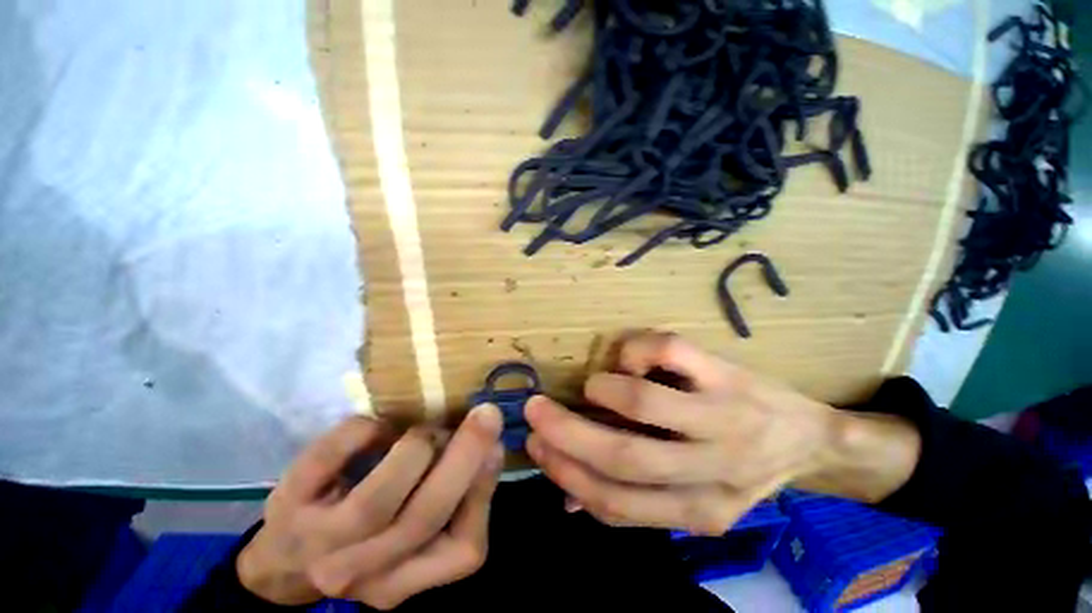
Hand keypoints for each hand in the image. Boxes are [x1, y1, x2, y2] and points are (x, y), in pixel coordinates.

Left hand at [237, 405, 503, 608]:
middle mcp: (361, 575)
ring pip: (379, 498)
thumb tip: (491, 451)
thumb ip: (464, 499)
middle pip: (423, 518)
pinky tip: (379, 427)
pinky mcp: (288, 501)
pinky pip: (331, 455)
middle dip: (463, 456)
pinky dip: (365, 430)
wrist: (289, 558)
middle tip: (486, 415)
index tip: (495, 445)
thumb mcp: (425, 534)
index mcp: (406, 583)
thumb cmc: (371, 539)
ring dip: (418, 447)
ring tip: (428, 432)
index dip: (483, 489)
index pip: (464, 550)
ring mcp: (317, 543)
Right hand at [524, 331, 839, 535]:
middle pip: (623, 455)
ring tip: (593, 385)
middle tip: (536, 410)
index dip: (567, 474)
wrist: (811, 438)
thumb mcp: (693, 497)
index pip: (617, 504)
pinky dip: (635, 351)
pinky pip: (669, 350)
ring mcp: (724, 418)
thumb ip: (632, 497)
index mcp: (698, 510)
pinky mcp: (728, 374)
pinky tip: (631, 359)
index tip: (537, 446)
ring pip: (643, 403)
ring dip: (602, 389)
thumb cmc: (741, 467)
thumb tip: (568, 500)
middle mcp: (711, 470)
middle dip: (566, 431)